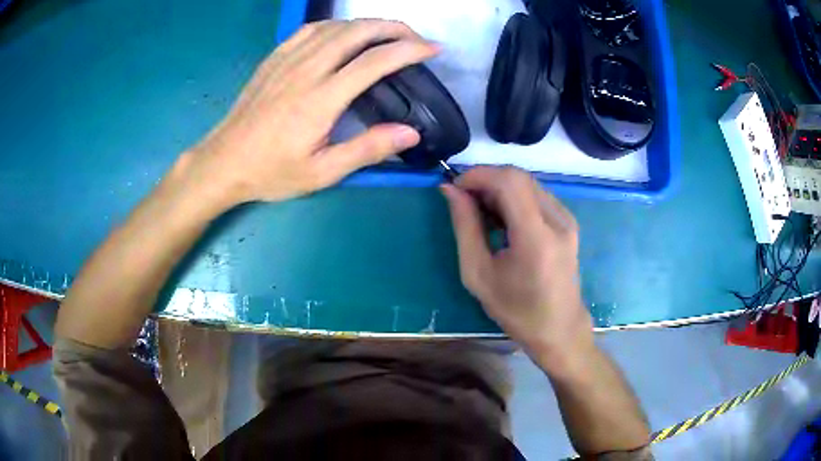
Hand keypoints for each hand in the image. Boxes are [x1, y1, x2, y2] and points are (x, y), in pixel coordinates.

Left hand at [183, 19, 438, 207]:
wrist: (223, 162)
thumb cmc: (271, 171)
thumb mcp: (322, 173)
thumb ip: (367, 150)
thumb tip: (411, 132)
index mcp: (321, 99)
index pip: (375, 61)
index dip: (410, 50)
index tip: (433, 49)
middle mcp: (306, 70)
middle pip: (358, 32)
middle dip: (394, 28)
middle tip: (416, 38)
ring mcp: (287, 60)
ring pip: (335, 26)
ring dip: (368, 24)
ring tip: (387, 34)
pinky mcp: (275, 59)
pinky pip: (310, 30)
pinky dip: (336, 25)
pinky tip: (344, 33)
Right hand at [441, 167, 593, 365]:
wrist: (559, 329)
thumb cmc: (516, 310)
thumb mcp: (478, 273)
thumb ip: (465, 227)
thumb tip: (450, 190)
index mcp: (536, 237)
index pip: (508, 181)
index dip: (478, 175)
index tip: (455, 187)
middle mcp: (557, 220)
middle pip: (518, 177)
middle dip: (486, 180)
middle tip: (464, 201)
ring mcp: (567, 219)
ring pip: (527, 183)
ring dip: (499, 188)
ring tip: (481, 214)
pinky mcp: (568, 222)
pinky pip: (537, 195)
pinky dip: (515, 197)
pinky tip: (503, 220)